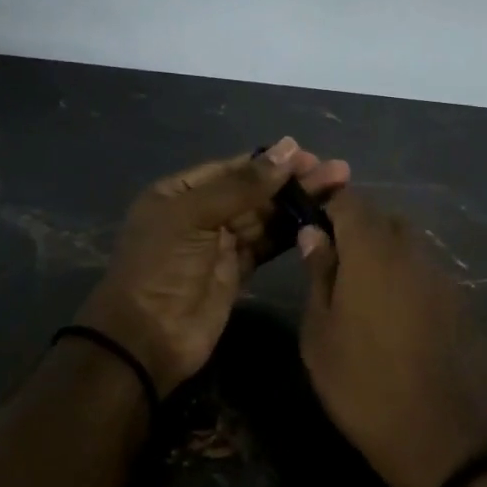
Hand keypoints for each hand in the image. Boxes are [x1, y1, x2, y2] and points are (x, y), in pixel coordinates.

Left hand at [79, 138, 349, 396]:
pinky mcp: (238, 272)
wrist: (147, 338)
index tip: (310, 156)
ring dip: (299, 204)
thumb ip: (242, 185)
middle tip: (338, 172)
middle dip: (293, 181)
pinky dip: (292, 233)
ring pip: (266, 217)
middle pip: (254, 191)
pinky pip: (269, 244)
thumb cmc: (161, 267)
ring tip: (340, 190)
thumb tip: (288, 148)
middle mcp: (201, 213)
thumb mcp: (194, 216)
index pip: (233, 168)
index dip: (271, 162)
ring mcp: (220, 244)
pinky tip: (321, 221)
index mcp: (180, 192)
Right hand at [297, 191, 486, 486]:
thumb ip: (319, 275)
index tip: (307, 213)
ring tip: (360, 291)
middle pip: (381, 219)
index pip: (348, 200)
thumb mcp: (321, 334)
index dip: (326, 199)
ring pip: (407, 244)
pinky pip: (425, 271)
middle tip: (331, 260)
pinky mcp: (460, 300)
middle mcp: (412, 251)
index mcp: (372, 251)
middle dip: (354, 227)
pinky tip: (394, 313)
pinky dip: (405, 276)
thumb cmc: (363, 385)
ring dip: (382, 252)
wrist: (443, 436)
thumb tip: (313, 233)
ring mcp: (441, 275)